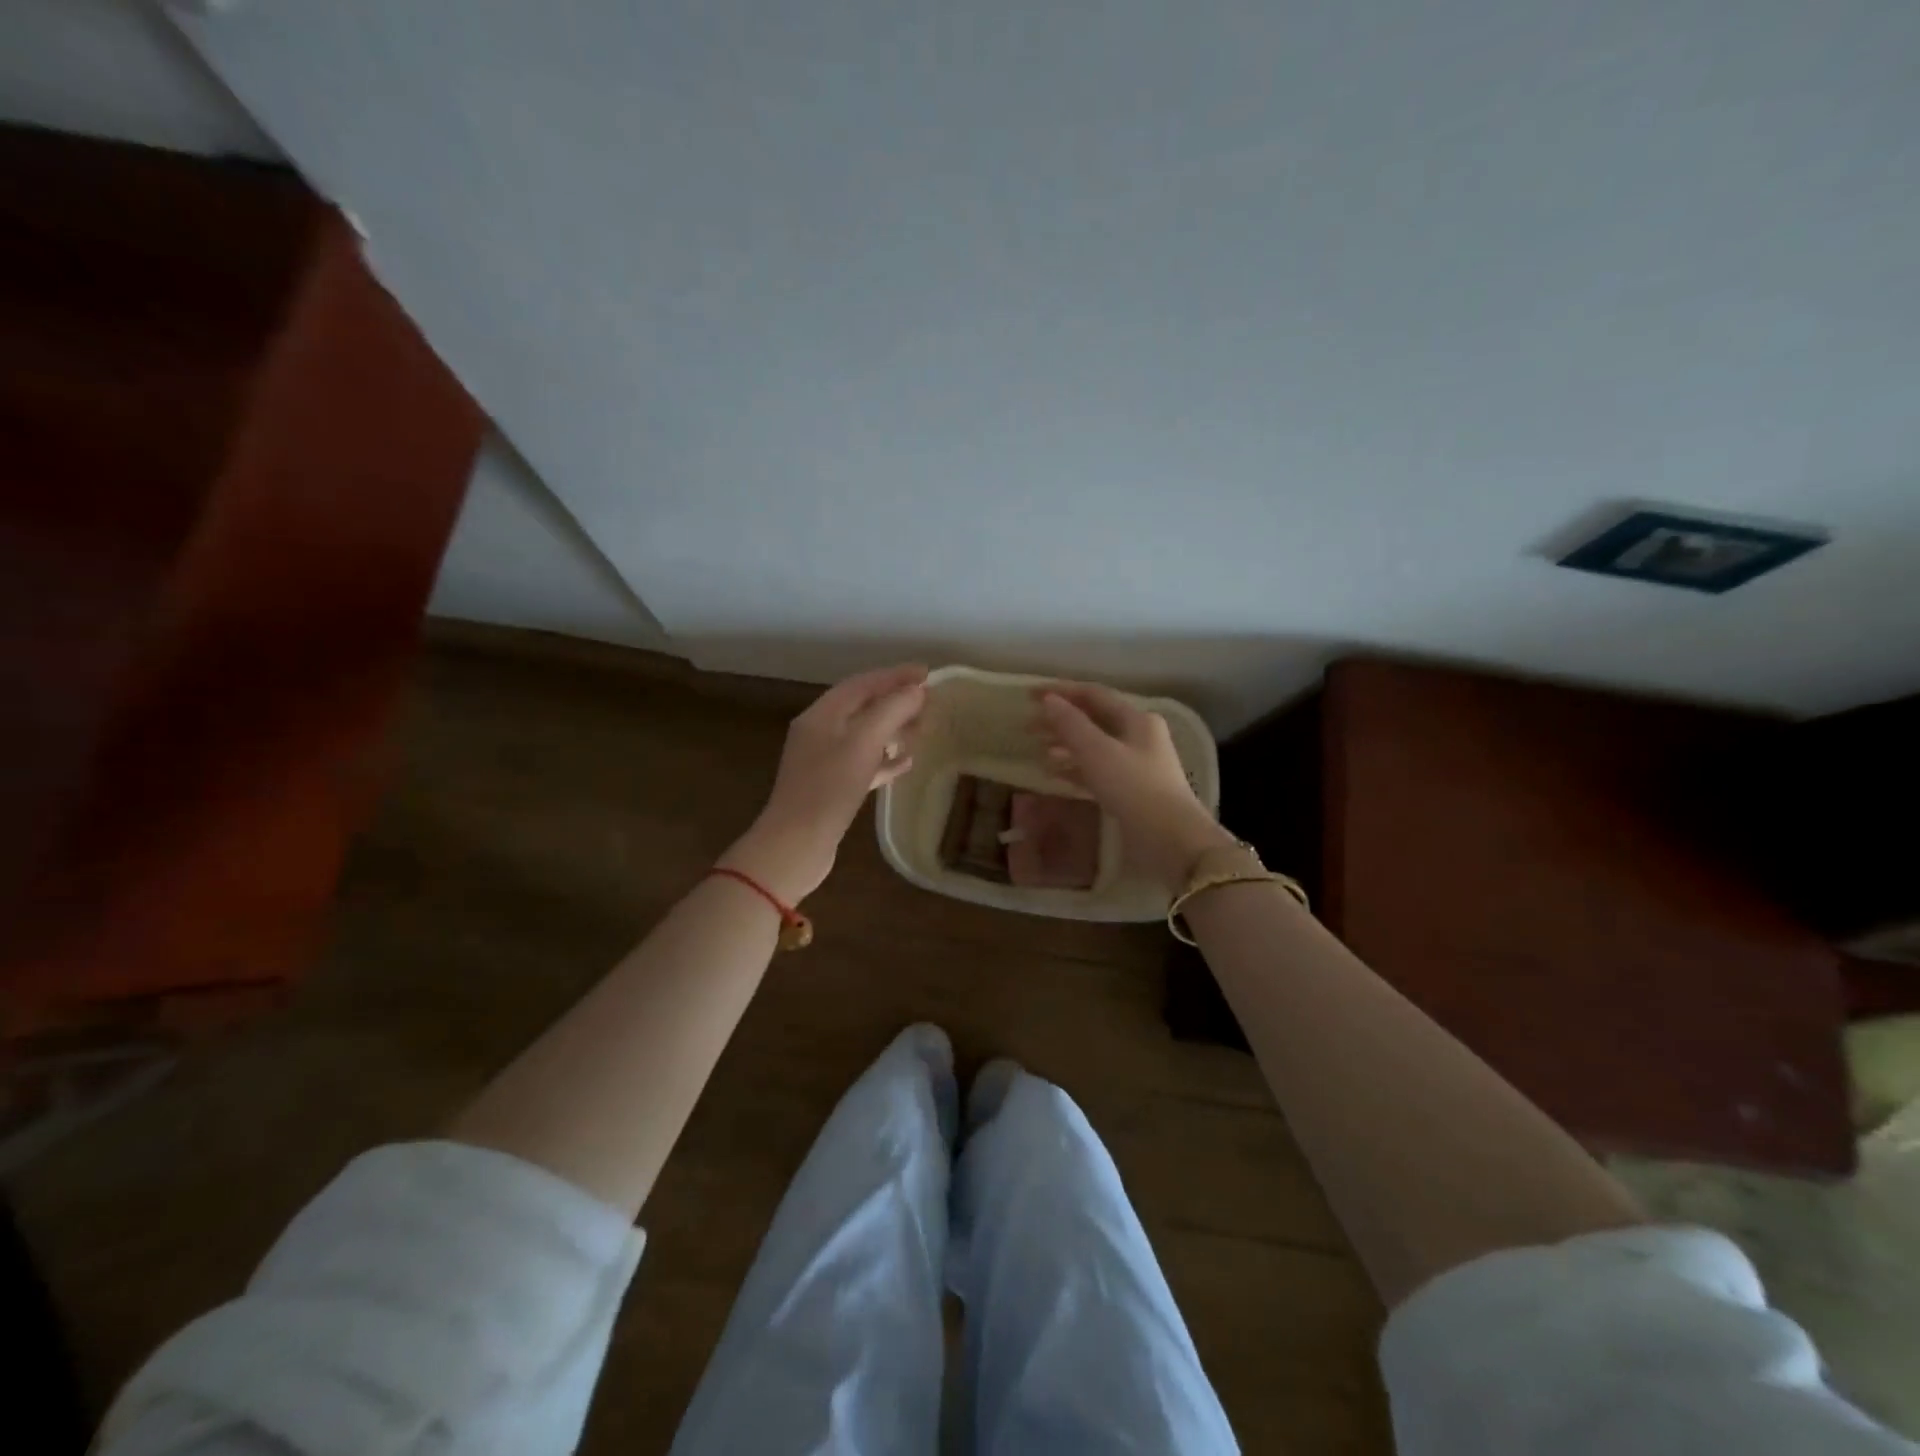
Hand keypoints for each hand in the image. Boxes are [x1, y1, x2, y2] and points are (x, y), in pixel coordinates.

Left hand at [722, 665, 927, 902]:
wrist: (796, 844)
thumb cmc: (829, 789)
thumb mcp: (863, 744)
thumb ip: (891, 712)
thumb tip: (917, 690)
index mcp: (821, 716)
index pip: (862, 684)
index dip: (894, 676)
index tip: (927, 673)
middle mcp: (820, 733)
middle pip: (862, 707)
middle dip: (895, 701)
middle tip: (929, 703)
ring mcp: (824, 761)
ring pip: (865, 736)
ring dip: (893, 729)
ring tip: (923, 729)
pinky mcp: (832, 788)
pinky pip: (864, 764)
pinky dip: (885, 760)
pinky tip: (907, 764)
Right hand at [1035, 682, 1233, 891]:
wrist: (1170, 840)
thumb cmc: (1134, 788)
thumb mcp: (1098, 752)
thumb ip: (1071, 724)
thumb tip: (1049, 700)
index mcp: (1136, 719)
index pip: (1094, 695)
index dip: (1061, 692)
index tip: (1029, 695)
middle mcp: (1139, 737)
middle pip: (1093, 721)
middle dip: (1059, 721)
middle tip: (1027, 727)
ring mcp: (1136, 766)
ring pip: (1093, 747)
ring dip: (1064, 746)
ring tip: (1037, 751)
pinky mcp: (1130, 792)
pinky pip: (1096, 772)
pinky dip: (1074, 770)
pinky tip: (1053, 775)